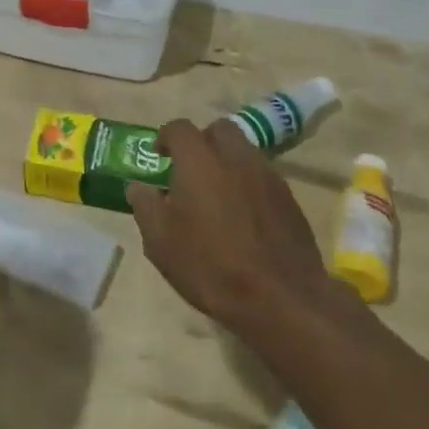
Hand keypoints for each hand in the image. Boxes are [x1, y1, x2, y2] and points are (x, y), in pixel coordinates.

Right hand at [128, 119, 353, 339]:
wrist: (281, 300)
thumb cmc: (210, 266)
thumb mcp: (161, 242)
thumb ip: (145, 206)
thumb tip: (139, 187)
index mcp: (200, 161)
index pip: (179, 128)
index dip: (165, 137)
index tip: (158, 155)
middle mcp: (235, 157)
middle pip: (219, 129)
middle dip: (202, 141)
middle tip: (190, 169)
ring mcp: (267, 176)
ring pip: (244, 151)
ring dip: (227, 162)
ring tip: (216, 194)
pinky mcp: (289, 199)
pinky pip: (262, 176)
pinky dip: (248, 184)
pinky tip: (242, 215)